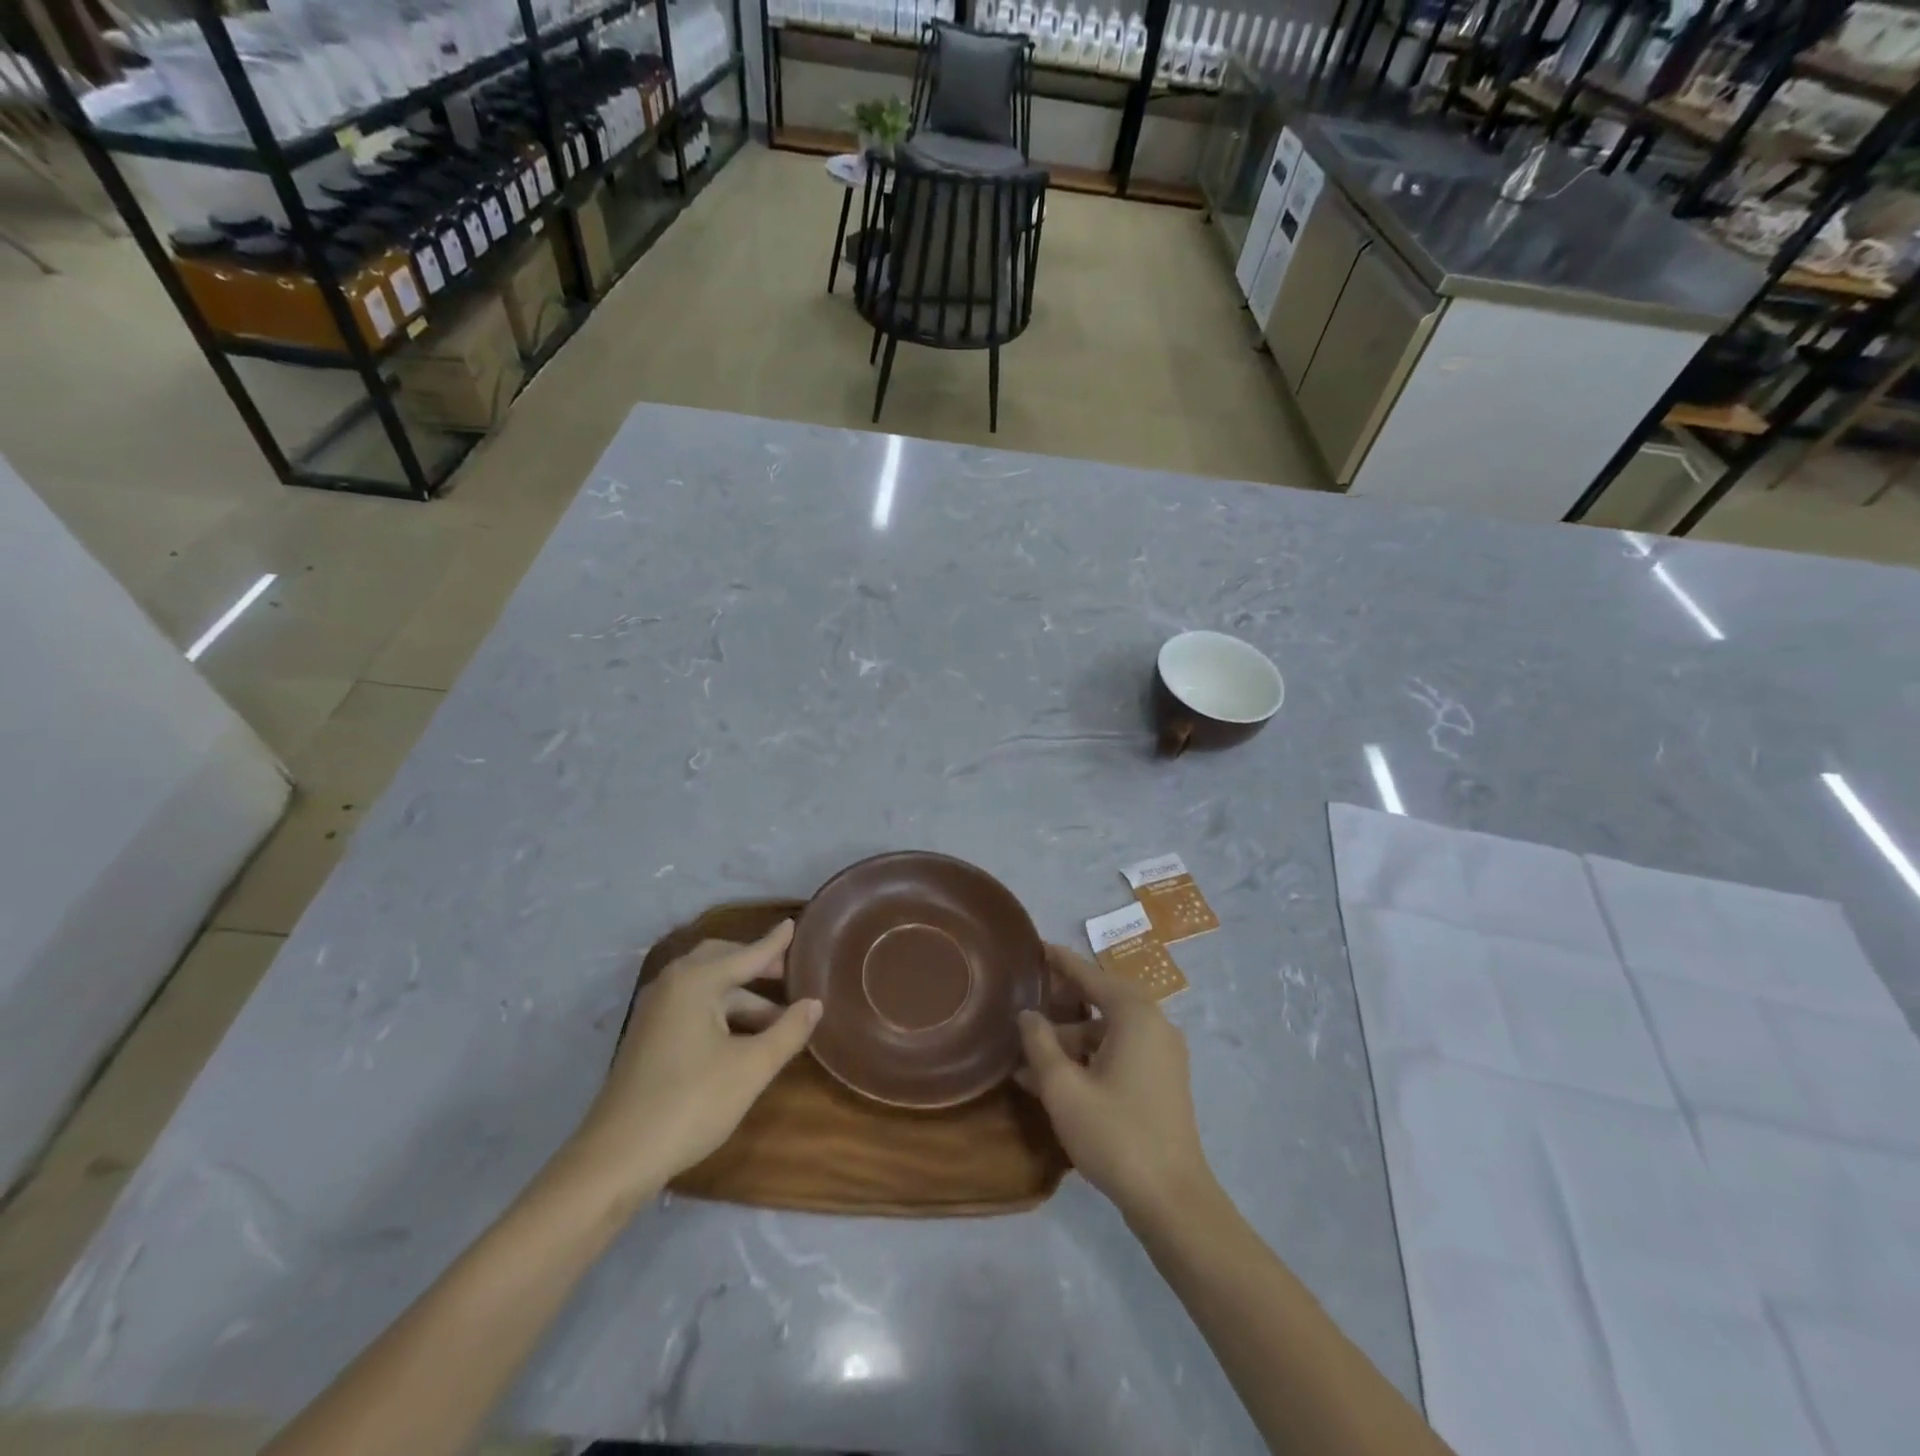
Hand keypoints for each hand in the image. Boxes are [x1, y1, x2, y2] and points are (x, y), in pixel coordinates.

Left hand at [562, 921, 820, 1208]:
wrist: (615, 1158)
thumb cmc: (690, 1103)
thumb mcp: (751, 1068)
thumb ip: (788, 1031)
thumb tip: (814, 1003)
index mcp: (695, 981)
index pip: (747, 954)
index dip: (775, 943)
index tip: (794, 924)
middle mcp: (672, 984)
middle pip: (721, 961)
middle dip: (756, 965)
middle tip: (789, 974)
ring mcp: (656, 1011)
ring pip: (708, 988)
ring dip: (742, 996)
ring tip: (778, 1018)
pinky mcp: (649, 1036)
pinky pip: (693, 1006)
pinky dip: (722, 1011)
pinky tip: (743, 1036)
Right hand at [1017, 945, 1214, 1227]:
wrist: (1172, 1200)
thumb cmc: (1115, 1134)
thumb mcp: (1063, 1088)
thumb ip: (1040, 1044)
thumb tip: (1027, 1015)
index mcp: (1134, 1015)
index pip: (1090, 975)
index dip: (1060, 961)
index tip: (1035, 947)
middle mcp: (1154, 1024)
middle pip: (1100, 1000)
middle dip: (1062, 1003)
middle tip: (1026, 1001)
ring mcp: (1162, 1054)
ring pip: (1108, 1031)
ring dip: (1070, 1040)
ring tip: (1029, 1056)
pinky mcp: (1163, 1081)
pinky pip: (1120, 1052)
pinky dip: (1089, 1057)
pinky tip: (1055, 1079)